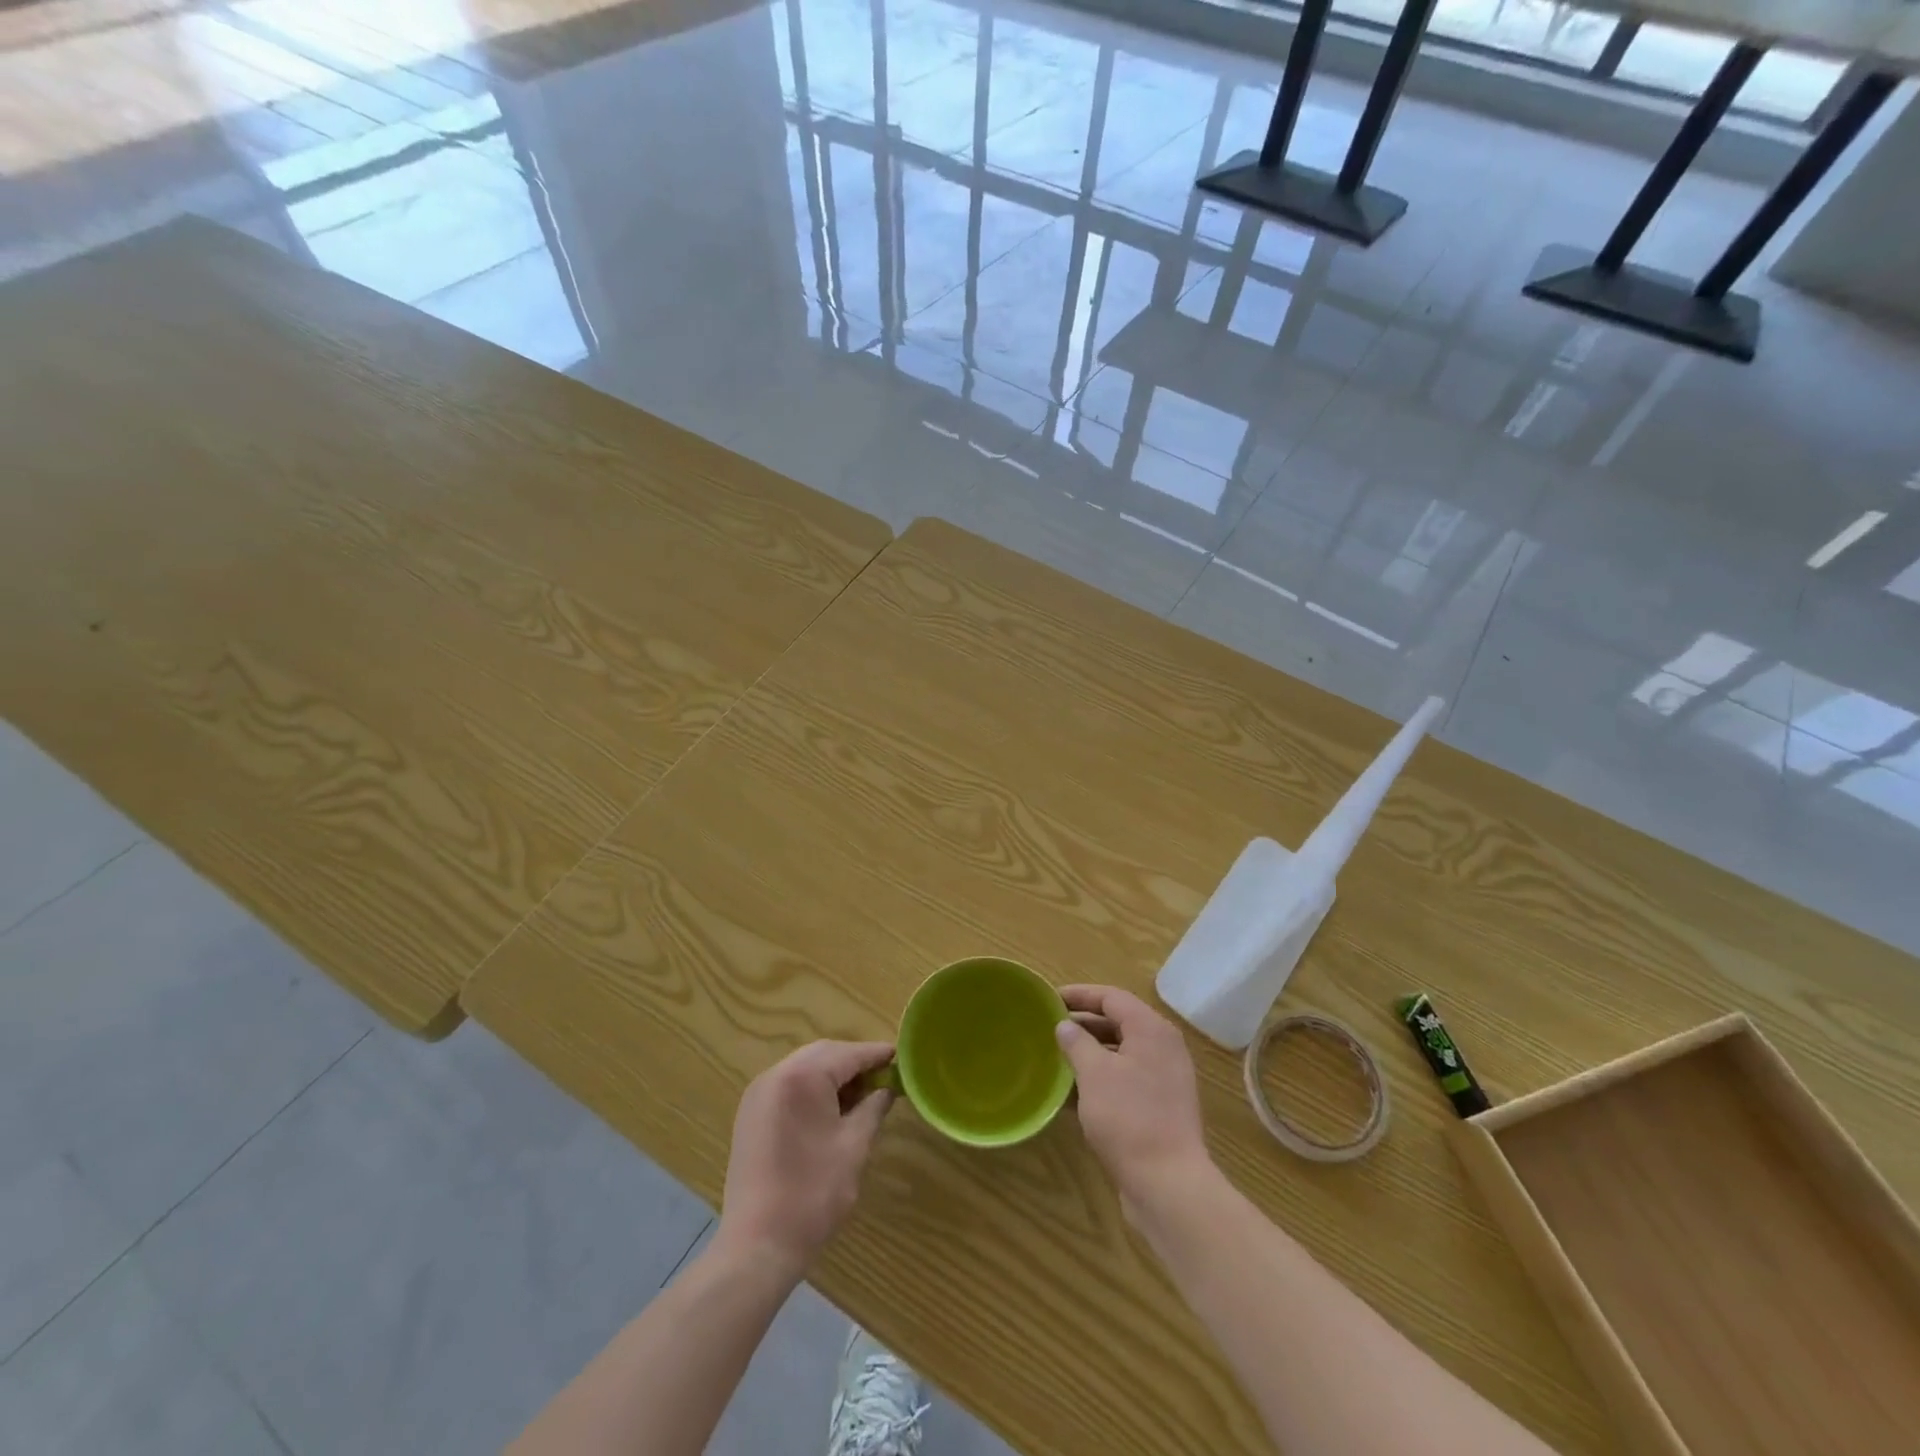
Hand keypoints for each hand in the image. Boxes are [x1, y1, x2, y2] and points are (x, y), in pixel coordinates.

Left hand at [715, 1040, 895, 1280]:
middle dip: (853, 1062)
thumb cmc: (814, 1193)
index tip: (899, 1056)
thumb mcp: (854, 1146)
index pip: (848, 1054)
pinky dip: (811, 1089)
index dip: (876, 1054)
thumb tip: (886, 1089)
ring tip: (860, 1095)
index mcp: (803, 1077)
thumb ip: (873, 1108)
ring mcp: (758, 1094)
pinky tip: (829, 1110)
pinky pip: (788, 1086)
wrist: (757, 1246)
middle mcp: (776, 1075)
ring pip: (804, 1068)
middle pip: (823, 1054)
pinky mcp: (750, 1115)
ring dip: (832, 1075)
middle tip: (882, 1077)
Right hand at [1056, 986, 1212, 1222]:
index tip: (1050, 999)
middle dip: (1083, 1024)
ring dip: (1090, 1053)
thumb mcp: (1094, 1074)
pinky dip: (1101, 1079)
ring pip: (1121, 1053)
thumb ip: (1077, 1043)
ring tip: (1057, 1057)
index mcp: (1151, 1030)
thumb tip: (1065, 1026)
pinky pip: (1126, 1079)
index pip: (1112, 997)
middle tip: (1050, 1028)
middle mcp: (1163, 1048)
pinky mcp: (1161, 1107)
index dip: (1080, 995)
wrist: (1168, 1184)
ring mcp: (1164, 1079)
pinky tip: (1072, 1092)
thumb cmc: (1129, 1118)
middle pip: (1119, 1022)